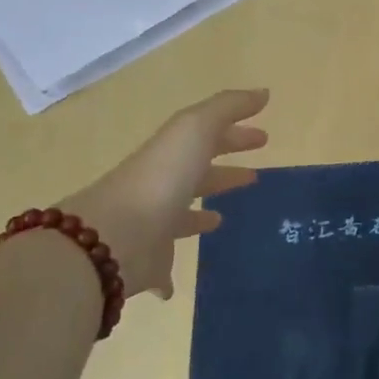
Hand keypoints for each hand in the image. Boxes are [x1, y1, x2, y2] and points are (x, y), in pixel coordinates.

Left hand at [61, 89, 268, 299]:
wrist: (114, 236)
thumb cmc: (162, 177)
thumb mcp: (195, 129)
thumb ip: (228, 108)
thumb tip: (263, 92)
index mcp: (173, 154)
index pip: (209, 138)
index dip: (237, 135)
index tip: (264, 137)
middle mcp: (162, 187)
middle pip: (197, 175)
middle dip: (225, 172)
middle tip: (256, 176)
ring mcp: (152, 226)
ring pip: (181, 218)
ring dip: (200, 216)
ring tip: (222, 219)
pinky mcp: (148, 264)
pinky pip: (162, 268)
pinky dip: (170, 275)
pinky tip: (177, 286)